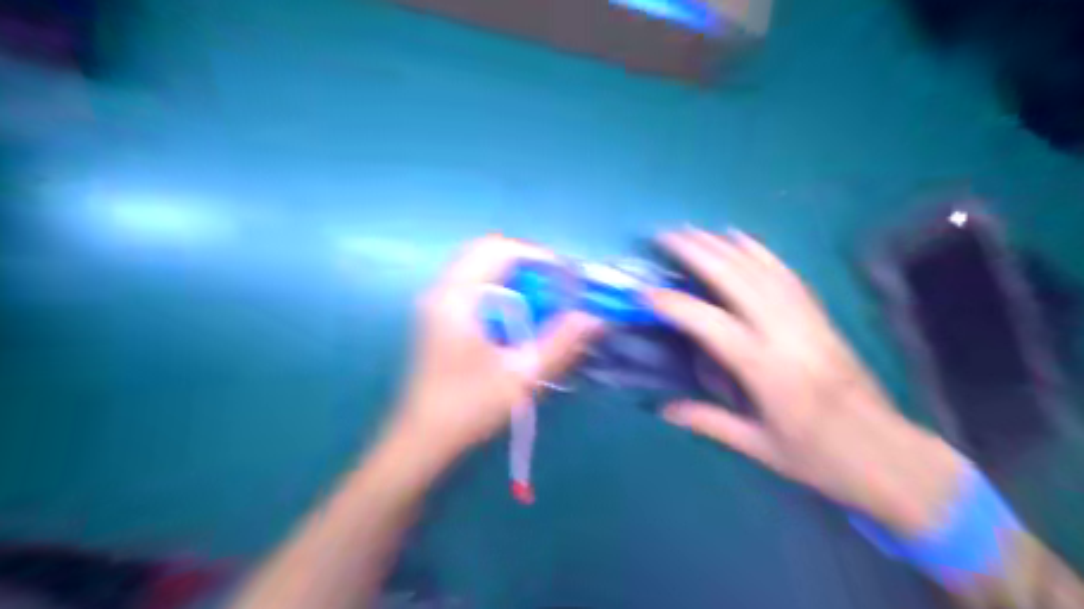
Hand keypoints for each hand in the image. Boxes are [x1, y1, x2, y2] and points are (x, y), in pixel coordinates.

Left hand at [390, 235, 599, 462]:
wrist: (422, 438)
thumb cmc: (468, 408)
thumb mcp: (523, 376)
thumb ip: (561, 343)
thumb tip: (594, 318)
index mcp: (458, 297)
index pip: (502, 250)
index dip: (541, 257)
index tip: (568, 279)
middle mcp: (443, 289)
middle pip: (488, 249)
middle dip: (528, 261)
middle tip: (556, 286)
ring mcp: (438, 300)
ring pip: (479, 263)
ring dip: (514, 272)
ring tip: (542, 298)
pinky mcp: (439, 313)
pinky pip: (473, 281)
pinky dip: (500, 285)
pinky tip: (518, 313)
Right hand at [650, 228, 964, 536]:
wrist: (889, 455)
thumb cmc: (819, 457)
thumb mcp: (759, 447)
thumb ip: (708, 422)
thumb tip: (664, 410)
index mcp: (764, 368)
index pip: (708, 323)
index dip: (673, 303)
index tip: (644, 291)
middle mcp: (784, 333)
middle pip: (736, 278)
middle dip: (697, 252)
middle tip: (665, 237)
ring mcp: (806, 319)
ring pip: (760, 269)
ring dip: (723, 244)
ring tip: (693, 230)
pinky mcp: (820, 316)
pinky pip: (786, 273)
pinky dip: (760, 251)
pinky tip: (740, 237)